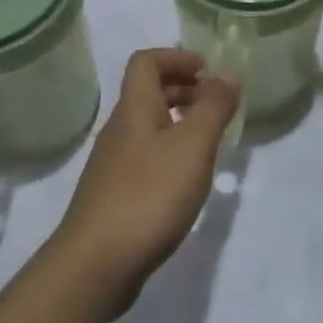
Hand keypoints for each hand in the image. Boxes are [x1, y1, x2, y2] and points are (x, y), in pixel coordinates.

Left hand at [50, 50, 240, 317]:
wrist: (96, 264)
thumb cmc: (149, 195)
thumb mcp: (192, 146)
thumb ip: (213, 107)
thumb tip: (227, 74)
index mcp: (134, 109)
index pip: (146, 61)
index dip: (177, 57)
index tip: (208, 71)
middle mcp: (119, 129)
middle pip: (147, 92)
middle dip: (184, 88)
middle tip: (217, 104)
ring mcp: (113, 164)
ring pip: (148, 126)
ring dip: (179, 122)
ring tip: (209, 141)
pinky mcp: (115, 195)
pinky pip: (146, 156)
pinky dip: (170, 153)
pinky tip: (188, 180)